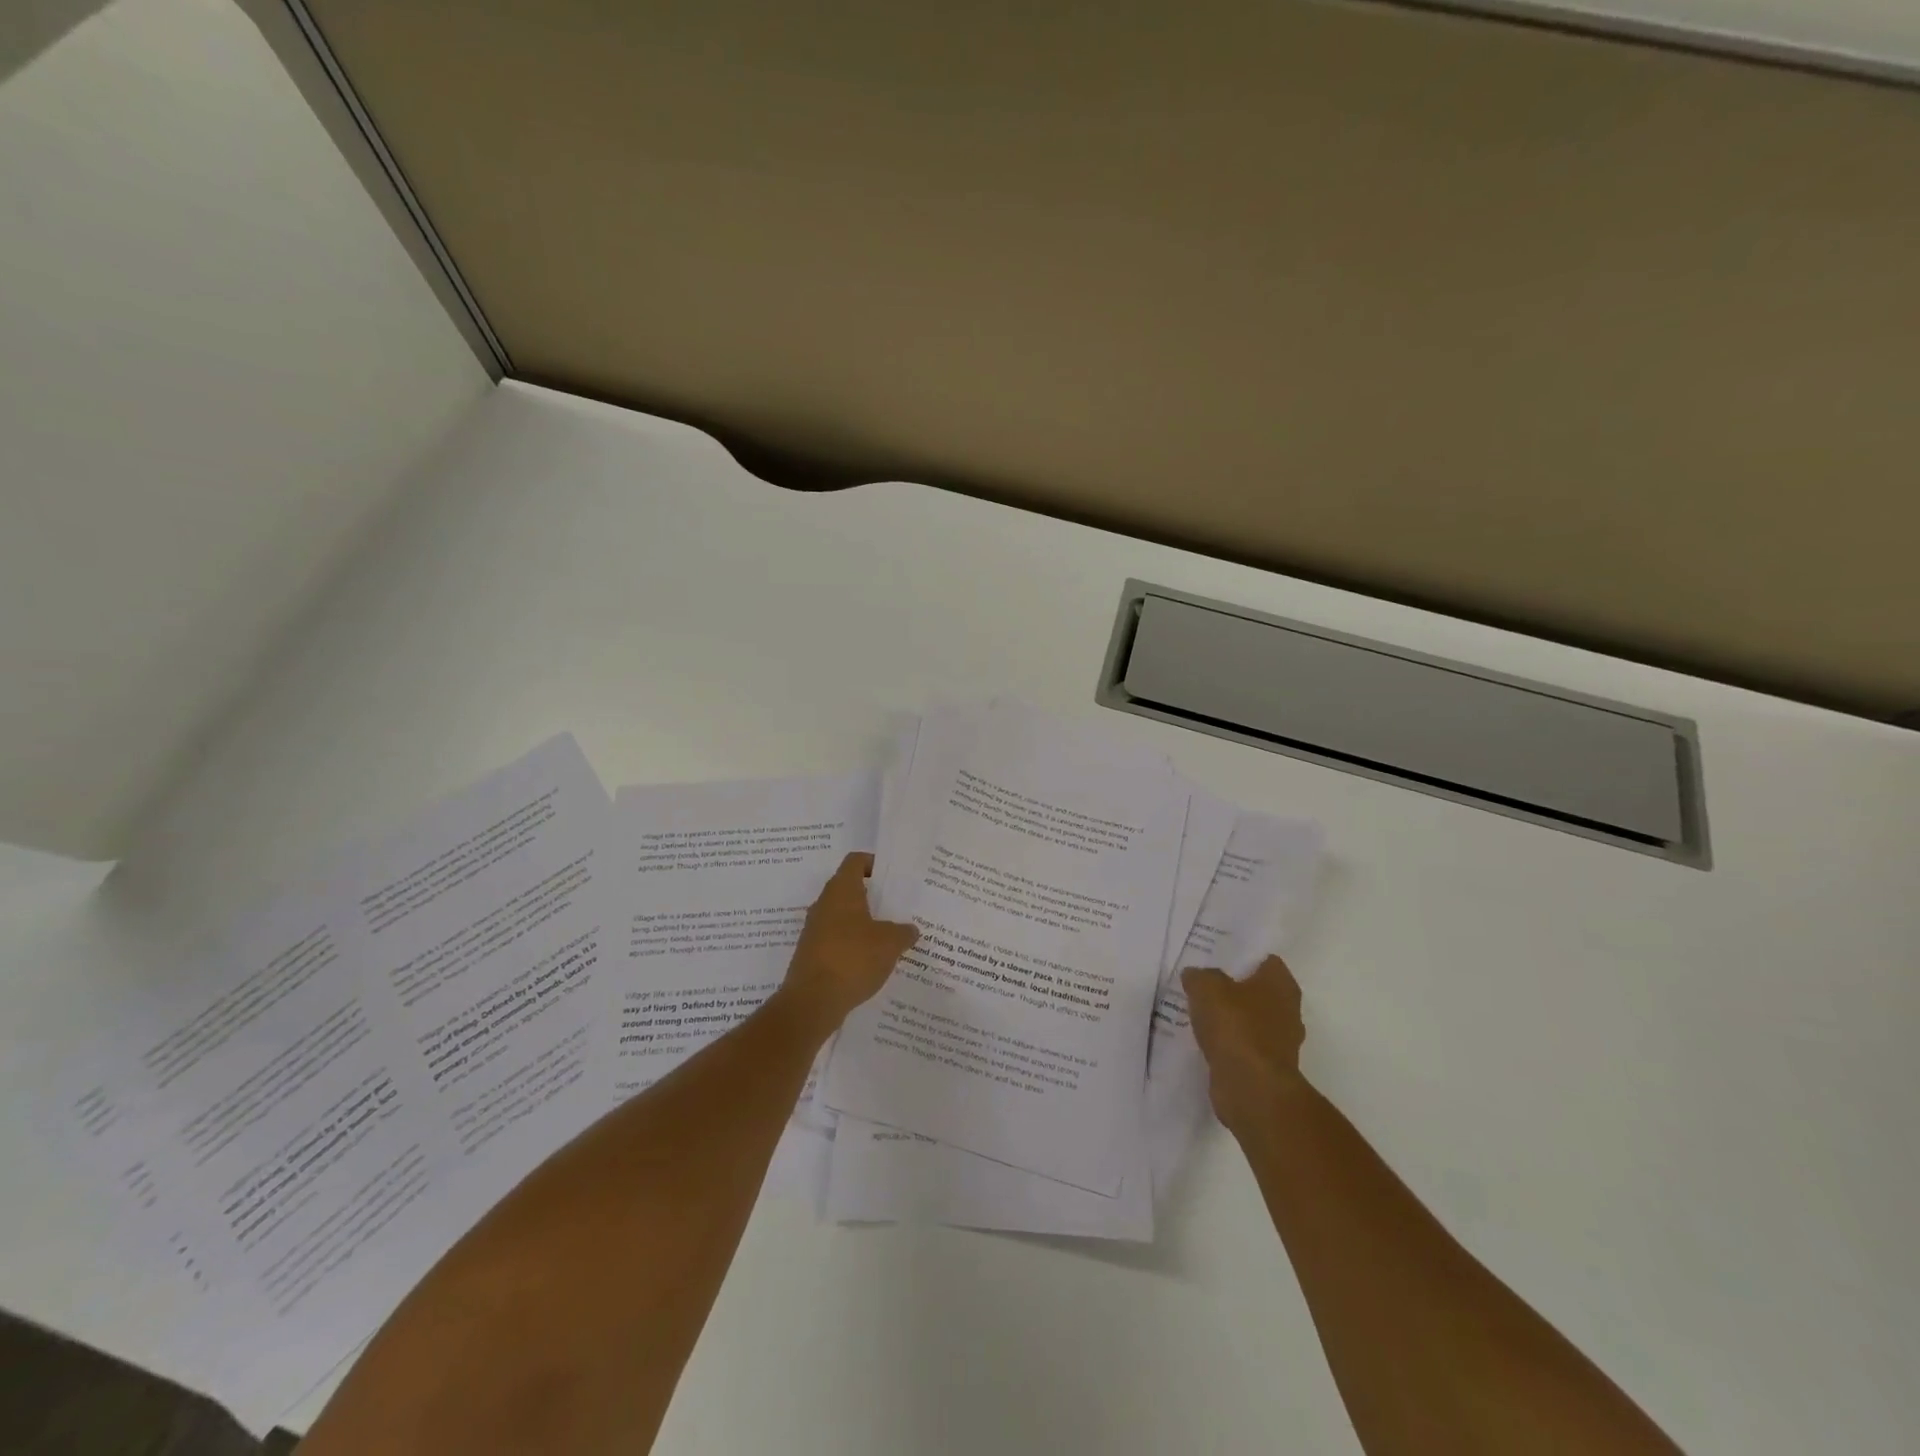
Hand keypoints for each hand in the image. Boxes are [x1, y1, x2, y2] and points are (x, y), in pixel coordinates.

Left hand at [778, 852, 918, 1033]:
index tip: (893, 875)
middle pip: (850, 889)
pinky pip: (837, 941)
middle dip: (873, 897)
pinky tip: (872, 961)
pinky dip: (854, 946)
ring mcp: (815, 930)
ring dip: (864, 924)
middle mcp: (824, 904)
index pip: (855, 861)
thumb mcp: (890, 943)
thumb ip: (903, 932)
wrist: (812, 1001)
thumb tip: (910, 930)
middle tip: (898, 906)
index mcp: (841, 891)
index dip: (874, 863)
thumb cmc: (853, 959)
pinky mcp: (812, 954)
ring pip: (843, 917)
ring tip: (890, 936)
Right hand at [1182, 954, 1307, 1134]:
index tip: (1214, 957)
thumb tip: (1195, 976)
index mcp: (1281, 984)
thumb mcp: (1206, 987)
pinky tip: (1205, 1041)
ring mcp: (1280, 1042)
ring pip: (1250, 1020)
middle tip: (1203, 983)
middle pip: (1257, 991)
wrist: (1251, 1088)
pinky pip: (1244, 1046)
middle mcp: (1288, 1010)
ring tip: (1199, 1013)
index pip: (1264, 960)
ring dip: (1230, 1019)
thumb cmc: (1235, 1026)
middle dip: (1233, 988)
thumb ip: (1200, 976)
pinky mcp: (1267, 1068)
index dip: (1240, 956)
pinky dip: (1228, 1044)